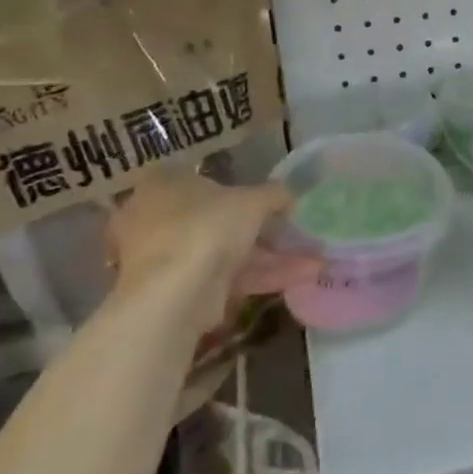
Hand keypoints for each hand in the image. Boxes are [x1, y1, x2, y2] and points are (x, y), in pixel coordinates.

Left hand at [107, 166, 318, 337]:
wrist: (173, 294)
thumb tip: (291, 195)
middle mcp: (157, 218)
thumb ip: (275, 194)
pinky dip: (262, 276)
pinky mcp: (180, 291)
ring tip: (316, 258)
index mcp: (163, 184)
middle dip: (262, 230)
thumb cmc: (206, 227)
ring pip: (227, 252)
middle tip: (294, 232)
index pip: (202, 179)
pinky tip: (303, 275)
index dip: (238, 188)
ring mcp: (167, 258)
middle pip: (217, 220)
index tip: (269, 200)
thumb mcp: (252, 200)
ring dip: (271, 256)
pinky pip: (227, 278)